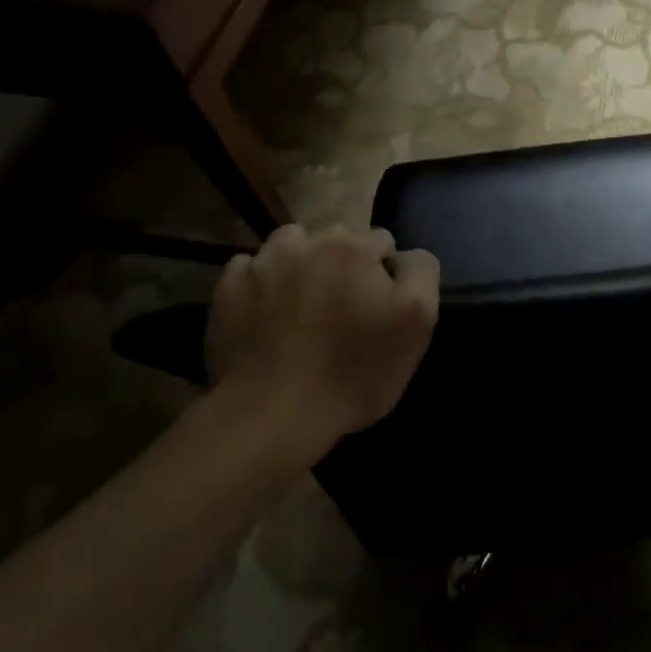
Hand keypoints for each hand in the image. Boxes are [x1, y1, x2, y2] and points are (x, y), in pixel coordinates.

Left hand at [204, 225, 440, 461]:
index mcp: (356, 249)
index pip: (383, 241)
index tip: (381, 305)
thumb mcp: (418, 322)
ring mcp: (263, 263)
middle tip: (343, 305)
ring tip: (303, 300)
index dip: (385, 272)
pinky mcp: (229, 287)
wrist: (273, 412)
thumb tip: (404, 255)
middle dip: (344, 262)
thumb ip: (421, 273)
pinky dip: (261, 281)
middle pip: (337, 239)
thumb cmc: (355, 371)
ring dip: (301, 262)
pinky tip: (267, 311)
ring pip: (291, 244)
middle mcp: (309, 242)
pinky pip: (250, 268)